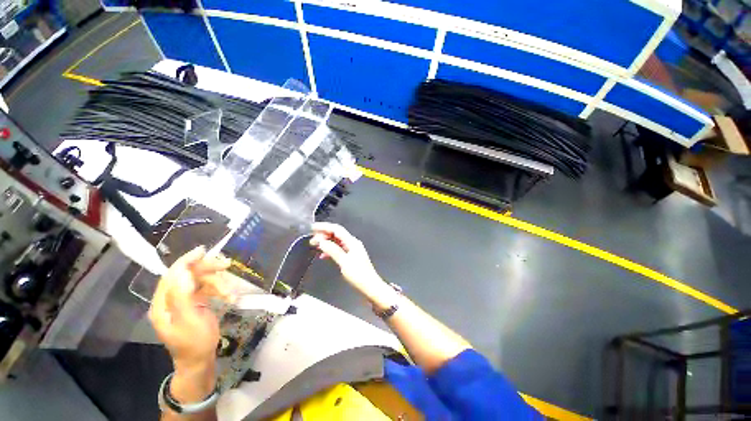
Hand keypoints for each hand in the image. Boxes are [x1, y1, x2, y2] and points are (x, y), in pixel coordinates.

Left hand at [149, 246, 230, 371]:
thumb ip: (183, 296)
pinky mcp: (194, 304)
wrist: (200, 361)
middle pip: (188, 276)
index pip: (171, 276)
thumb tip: (183, 272)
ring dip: (218, 284)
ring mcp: (183, 302)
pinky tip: (230, 296)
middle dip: (208, 270)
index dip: (186, 261)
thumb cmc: (194, 343)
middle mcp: (170, 300)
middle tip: (227, 265)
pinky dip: (219, 290)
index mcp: (163, 304)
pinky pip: (207, 290)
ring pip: (201, 281)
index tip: (203, 251)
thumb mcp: (189, 320)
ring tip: (231, 294)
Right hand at [310, 222, 396, 308]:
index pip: (337, 229)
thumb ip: (333, 250)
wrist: (370, 286)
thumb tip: (321, 241)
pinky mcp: (351, 257)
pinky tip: (323, 255)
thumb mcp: (344, 262)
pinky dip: (330, 250)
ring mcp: (352, 250)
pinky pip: (338, 249)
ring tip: (315, 246)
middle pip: (336, 234)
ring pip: (336, 241)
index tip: (312, 228)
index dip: (324, 227)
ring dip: (326, 242)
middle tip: (311, 240)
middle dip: (324, 235)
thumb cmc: (359, 275)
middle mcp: (352, 243)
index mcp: (352, 242)